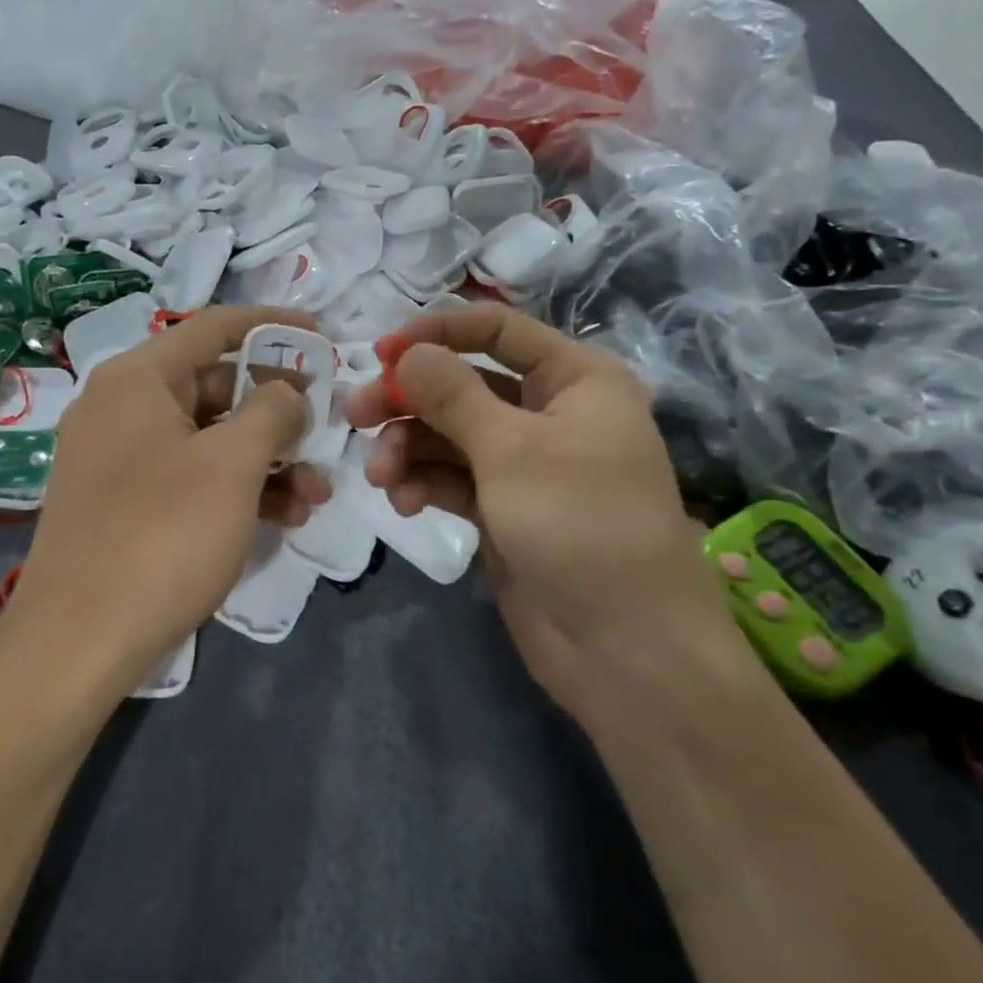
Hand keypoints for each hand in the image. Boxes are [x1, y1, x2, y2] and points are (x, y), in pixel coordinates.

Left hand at [6, 306, 332, 698]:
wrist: (77, 644)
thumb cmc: (162, 535)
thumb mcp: (232, 464)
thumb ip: (272, 411)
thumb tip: (286, 391)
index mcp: (138, 378)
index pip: (215, 327)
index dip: (273, 325)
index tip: (322, 338)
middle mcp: (122, 406)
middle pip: (215, 385)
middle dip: (279, 411)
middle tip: (325, 431)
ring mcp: (120, 458)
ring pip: (209, 438)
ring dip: (267, 459)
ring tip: (316, 493)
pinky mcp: (125, 503)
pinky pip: (190, 476)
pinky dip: (236, 488)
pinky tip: (282, 517)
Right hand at [344, 304, 757, 725]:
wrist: (627, 652)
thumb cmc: (580, 525)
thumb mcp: (511, 450)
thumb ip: (452, 394)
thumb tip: (408, 351)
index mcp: (575, 379)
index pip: (498, 330)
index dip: (438, 332)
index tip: (381, 351)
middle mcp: (551, 413)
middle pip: (463, 384)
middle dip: (409, 399)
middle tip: (355, 415)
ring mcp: (526, 465)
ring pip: (451, 435)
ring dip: (408, 447)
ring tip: (379, 475)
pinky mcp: (504, 510)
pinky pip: (453, 479)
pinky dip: (424, 483)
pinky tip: (402, 503)